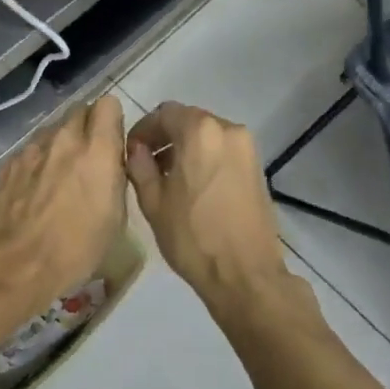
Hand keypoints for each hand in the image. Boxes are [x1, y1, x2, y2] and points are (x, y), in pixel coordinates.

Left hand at [0, 96, 127, 326]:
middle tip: (88, 159)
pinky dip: (35, 165)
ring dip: (60, 147)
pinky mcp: (7, 164)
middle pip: (79, 112)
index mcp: (97, 151)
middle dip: (86, 129)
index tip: (111, 142)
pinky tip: (32, 194)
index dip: (111, 121)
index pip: (108, 104)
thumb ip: (113, 177)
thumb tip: (109, 164)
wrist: (14, 265)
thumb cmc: (75, 249)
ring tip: (58, 179)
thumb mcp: (115, 218)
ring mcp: (31, 149)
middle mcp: (64, 139)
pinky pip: (29, 153)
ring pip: (52, 132)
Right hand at [125, 102, 288, 312]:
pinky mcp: (258, 167)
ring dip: (186, 147)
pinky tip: (194, 186)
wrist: (246, 275)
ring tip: (170, 178)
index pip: (163, 113)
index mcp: (199, 131)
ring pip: (207, 134)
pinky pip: (223, 150)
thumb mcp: (153, 201)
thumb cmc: (193, 237)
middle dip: (165, 137)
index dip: (143, 129)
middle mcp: (227, 129)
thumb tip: (137, 149)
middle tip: (147, 164)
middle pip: (188, 120)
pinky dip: (205, 157)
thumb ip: (140, 166)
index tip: (131, 152)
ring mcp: (247, 147)